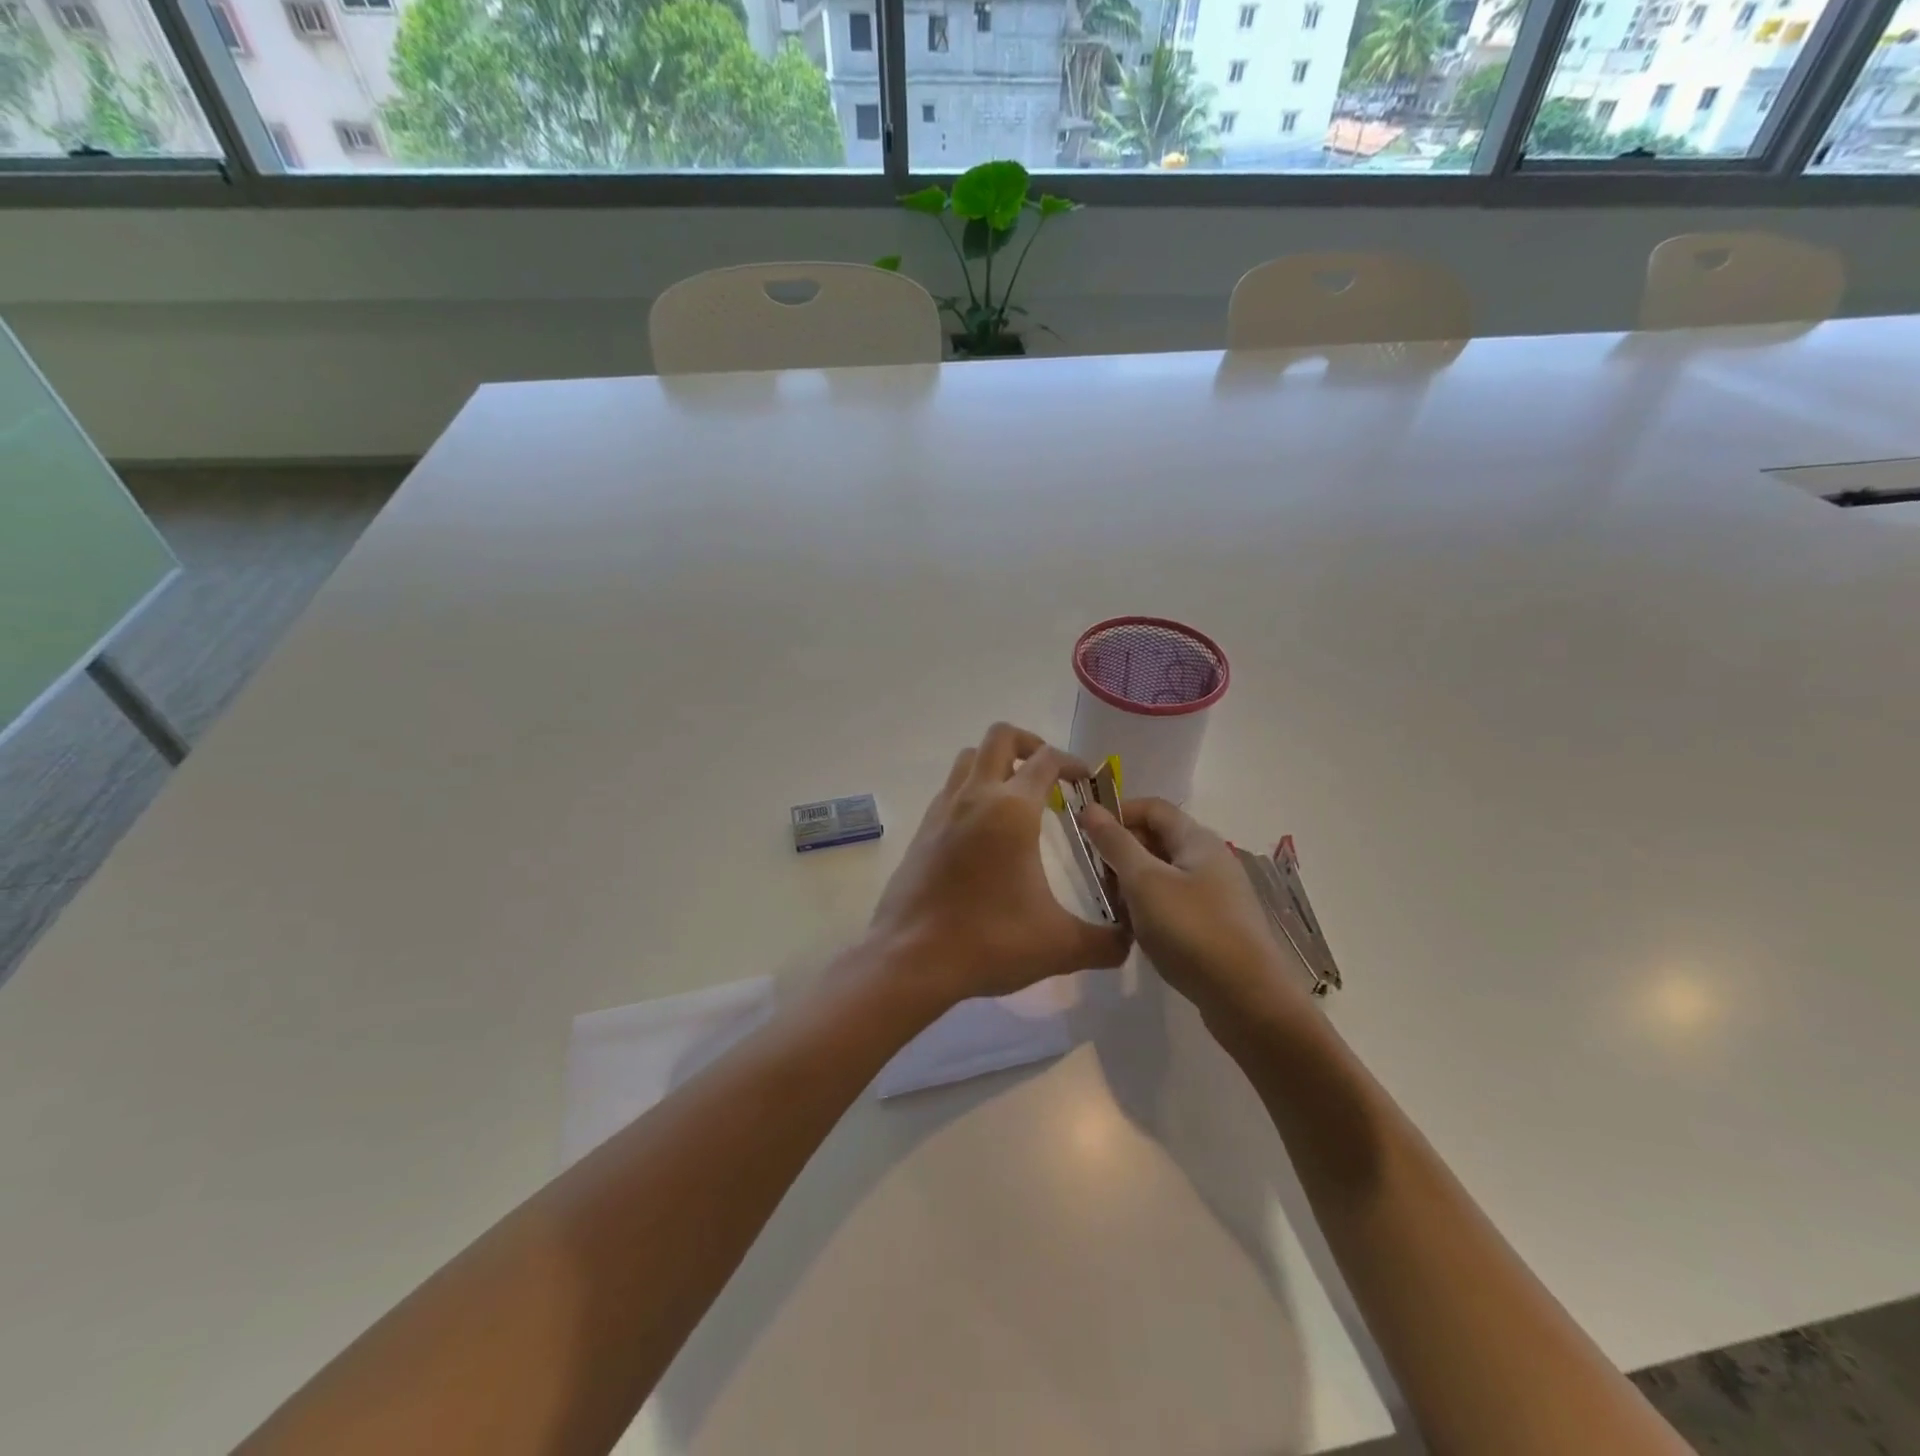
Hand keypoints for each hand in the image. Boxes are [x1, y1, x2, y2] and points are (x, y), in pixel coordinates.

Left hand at [868, 723, 1131, 1009]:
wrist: (911, 960)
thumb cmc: (989, 942)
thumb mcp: (1059, 946)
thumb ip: (1105, 942)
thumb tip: (1131, 939)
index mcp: (1012, 810)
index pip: (1046, 759)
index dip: (1073, 763)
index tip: (1087, 782)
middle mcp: (974, 797)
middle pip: (1000, 736)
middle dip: (1030, 744)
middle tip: (1050, 775)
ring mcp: (942, 811)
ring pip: (968, 759)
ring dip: (996, 763)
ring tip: (1018, 797)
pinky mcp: (922, 831)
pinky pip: (950, 790)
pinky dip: (972, 792)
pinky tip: (985, 831)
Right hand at [1080, 797, 1306, 1023]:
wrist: (1248, 1000)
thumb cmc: (1192, 930)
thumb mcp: (1145, 882)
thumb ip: (1116, 843)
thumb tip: (1090, 807)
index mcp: (1198, 840)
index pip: (1152, 808)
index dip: (1117, 813)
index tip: (1086, 834)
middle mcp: (1210, 860)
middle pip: (1157, 840)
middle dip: (1122, 852)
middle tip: (1095, 877)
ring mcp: (1215, 895)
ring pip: (1163, 875)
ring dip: (1133, 885)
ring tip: (1112, 909)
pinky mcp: (1215, 926)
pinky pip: (1173, 904)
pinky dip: (1150, 909)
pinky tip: (1136, 933)